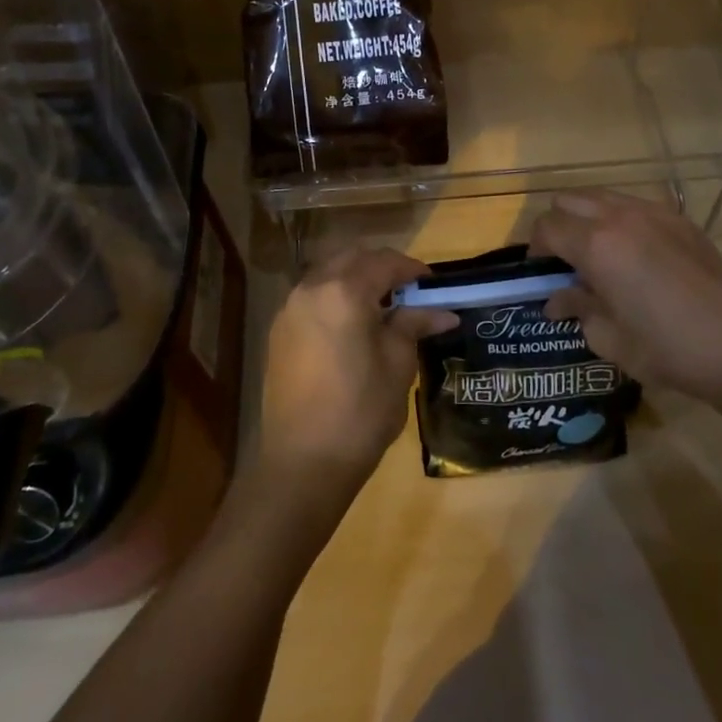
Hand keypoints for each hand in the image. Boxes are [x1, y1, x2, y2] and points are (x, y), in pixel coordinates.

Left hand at [254, 246, 455, 511]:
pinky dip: (335, 296)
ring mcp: (290, 308)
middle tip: (408, 290)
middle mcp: (312, 287)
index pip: (384, 262)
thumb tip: (443, 312)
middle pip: (352, 258)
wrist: (302, 463)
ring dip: (356, 278)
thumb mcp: (398, 365)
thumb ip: (414, 326)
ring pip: (328, 273)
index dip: (412, 269)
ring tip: (381, 307)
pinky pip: (312, 296)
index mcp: (344, 291)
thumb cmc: (360, 412)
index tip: (432, 284)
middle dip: (381, 267)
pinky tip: (351, 325)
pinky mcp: (279, 330)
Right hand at [530, 190, 721, 406]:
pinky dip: (620, 220)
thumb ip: (577, 308)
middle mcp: (619, 217)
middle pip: (569, 200)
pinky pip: (634, 205)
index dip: (536, 248)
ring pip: (601, 196)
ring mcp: (652, 213)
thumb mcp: (608, 337)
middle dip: (559, 225)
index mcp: (596, 245)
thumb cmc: (665, 349)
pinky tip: (635, 253)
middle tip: (565, 259)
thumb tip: (556, 300)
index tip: (541, 273)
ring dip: (588, 218)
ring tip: (598, 252)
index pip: (547, 227)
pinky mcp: (679, 219)